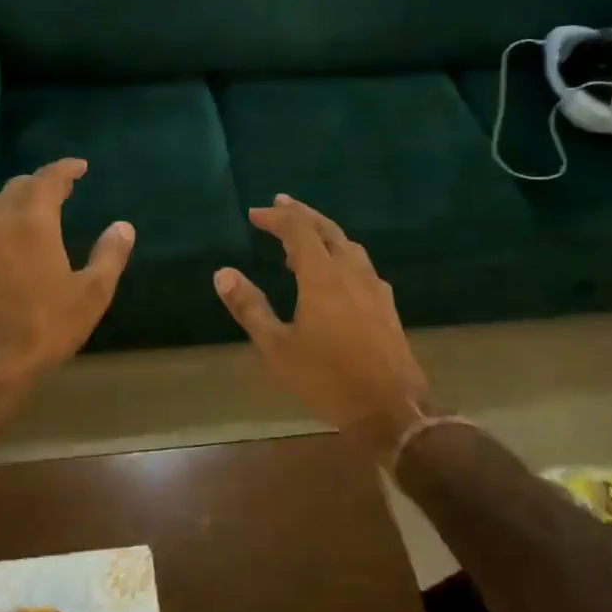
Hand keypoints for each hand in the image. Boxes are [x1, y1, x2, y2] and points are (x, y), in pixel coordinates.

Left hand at [0, 159, 133, 423]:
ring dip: (16, 199)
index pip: (48, 179)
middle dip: (41, 182)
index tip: (80, 166)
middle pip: (17, 186)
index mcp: (32, 221)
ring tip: (35, 210)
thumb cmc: (44, 326)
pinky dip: (0, 222)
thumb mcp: (91, 294)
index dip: (65, 168)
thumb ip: (109, 255)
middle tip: (62, 189)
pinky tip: (11, 244)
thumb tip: (123, 226)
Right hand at [214, 194, 429, 465]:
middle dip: (301, 213)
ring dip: (323, 233)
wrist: (388, 409)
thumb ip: (249, 307)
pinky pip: (361, 265)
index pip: (298, 230)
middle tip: (280, 203)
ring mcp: (373, 287)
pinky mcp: (386, 305)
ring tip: (303, 239)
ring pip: (348, 245)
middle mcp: (350, 272)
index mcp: (322, 276)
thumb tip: (222, 273)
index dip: (276, 217)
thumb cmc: (326, 378)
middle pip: (326, 229)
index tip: (254, 214)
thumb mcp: (277, 347)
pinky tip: (338, 274)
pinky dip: (341, 255)